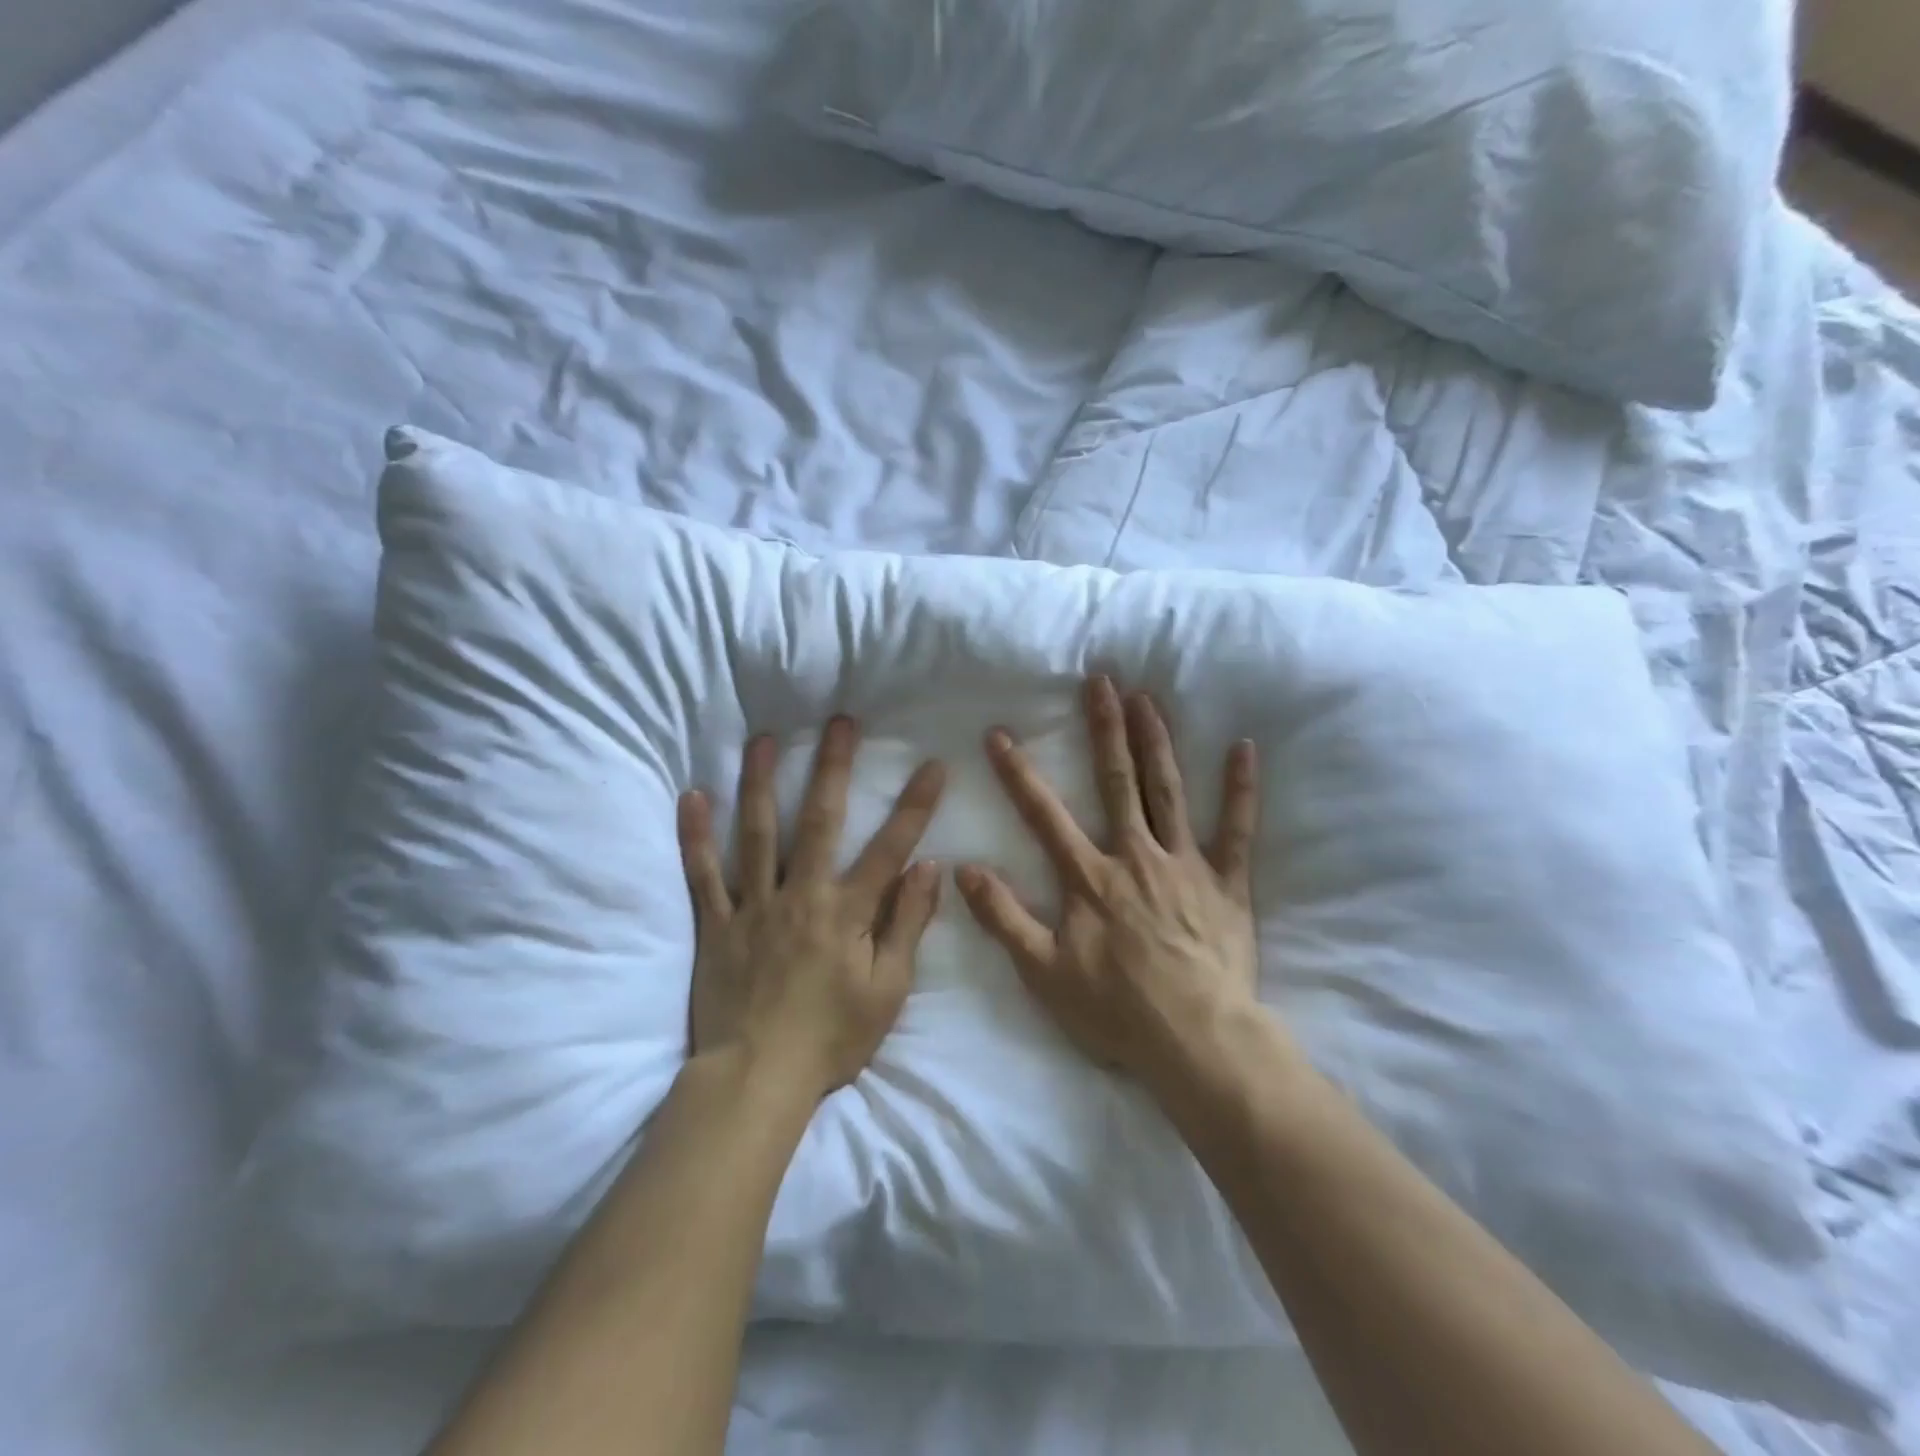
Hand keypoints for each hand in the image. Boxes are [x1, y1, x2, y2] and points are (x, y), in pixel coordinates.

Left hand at [677, 717, 946, 1100]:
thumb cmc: (832, 1037)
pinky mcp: (716, 924)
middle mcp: (801, 895)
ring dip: (762, 783)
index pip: (890, 848)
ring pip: (757, 834)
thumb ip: (908, 925)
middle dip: (834, 768)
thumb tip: (929, 869)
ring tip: (765, 741)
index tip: (932, 765)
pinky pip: (703, 874)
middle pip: (820, 821)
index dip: (915, 806)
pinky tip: (692, 797)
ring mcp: (753, 906)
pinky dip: (695, 836)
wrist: (756, 1077)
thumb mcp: (888, 990)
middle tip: (841, 722)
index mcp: (847, 912)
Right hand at [956, 677, 1260, 1087]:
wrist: (1197, 1042)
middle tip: (1101, 681)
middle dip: (1105, 729)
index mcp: (1090, 877)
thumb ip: (1003, 918)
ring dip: (1157, 741)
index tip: (999, 734)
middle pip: (1117, 781)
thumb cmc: (1117, 1011)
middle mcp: (1136, 856)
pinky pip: (1238, 829)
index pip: (1044, 814)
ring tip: (1148, 697)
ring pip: (1169, 791)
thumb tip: (963, 871)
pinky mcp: (1226, 883)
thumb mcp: (1043, 972)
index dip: (1018, 773)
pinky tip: (1245, 748)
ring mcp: (1185, 865)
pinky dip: (1242, 789)